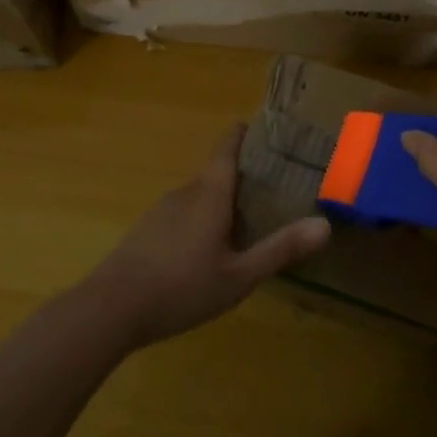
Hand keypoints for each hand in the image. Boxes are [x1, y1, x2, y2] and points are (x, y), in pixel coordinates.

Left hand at [81, 124, 329, 348]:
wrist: (111, 308)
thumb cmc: (181, 287)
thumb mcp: (239, 276)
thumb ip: (280, 250)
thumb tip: (325, 224)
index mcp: (209, 193)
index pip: (226, 148)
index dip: (243, 134)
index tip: (262, 128)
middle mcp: (185, 192)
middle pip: (216, 173)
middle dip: (242, 177)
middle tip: (273, 187)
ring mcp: (161, 211)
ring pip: (199, 196)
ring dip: (221, 202)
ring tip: (247, 220)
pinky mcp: (146, 231)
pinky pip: (182, 214)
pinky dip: (201, 220)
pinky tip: (208, 250)